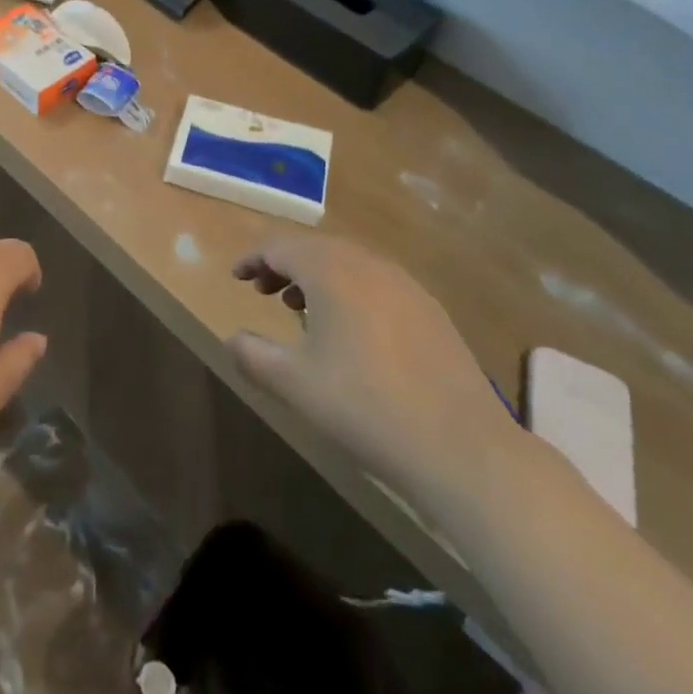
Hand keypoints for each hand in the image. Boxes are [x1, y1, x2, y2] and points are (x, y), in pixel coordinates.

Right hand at [227, 238, 520, 518]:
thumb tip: (232, 339)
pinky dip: (350, 290)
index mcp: (331, 271)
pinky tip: (350, 329)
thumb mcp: (294, 384)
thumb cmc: (364, 407)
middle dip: (284, 264)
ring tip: (299, 309)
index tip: (236, 277)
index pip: (281, 246)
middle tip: (262, 290)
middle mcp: (368, 264)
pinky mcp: (430, 309)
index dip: (253, 258)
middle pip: (315, 248)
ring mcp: (405, 284)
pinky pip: (377, 282)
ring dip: (317, 276)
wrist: (461, 447)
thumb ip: (253, 355)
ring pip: (348, 262)